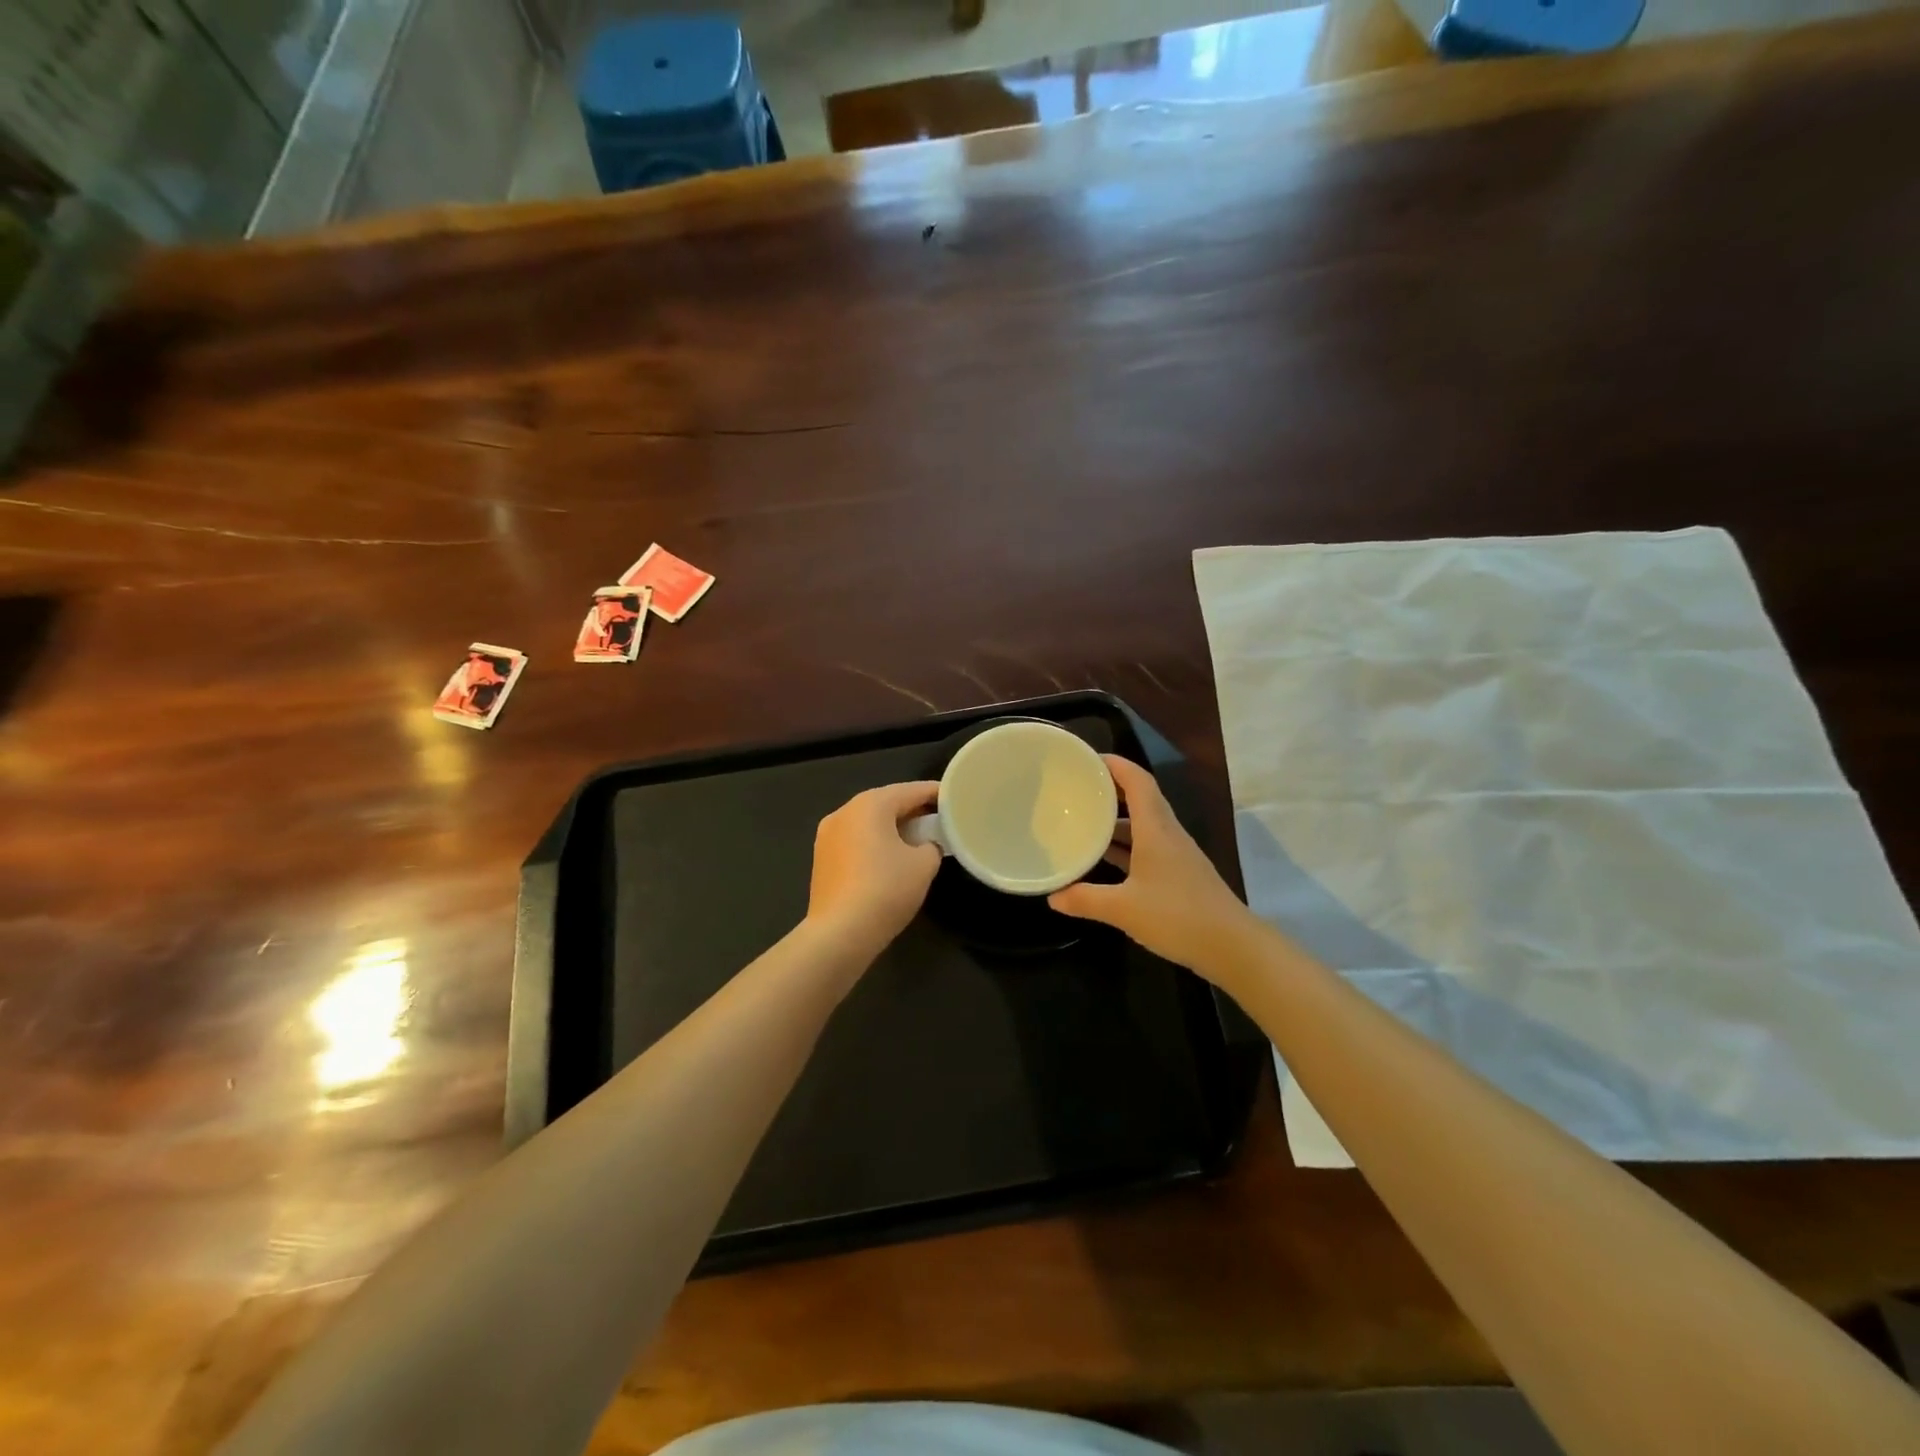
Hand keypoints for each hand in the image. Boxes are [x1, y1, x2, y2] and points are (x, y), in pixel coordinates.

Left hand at [807, 781, 942, 952]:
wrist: (840, 932)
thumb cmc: (886, 889)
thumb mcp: (924, 864)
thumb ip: (932, 845)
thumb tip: (925, 845)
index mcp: (870, 804)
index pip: (911, 791)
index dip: (936, 794)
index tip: (954, 798)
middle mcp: (844, 811)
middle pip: (886, 803)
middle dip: (912, 809)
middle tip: (938, 819)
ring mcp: (827, 835)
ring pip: (867, 822)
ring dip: (891, 827)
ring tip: (916, 839)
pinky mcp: (821, 858)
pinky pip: (855, 840)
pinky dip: (874, 842)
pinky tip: (889, 858)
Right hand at [1048, 756, 1256, 978]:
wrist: (1232, 946)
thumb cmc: (1177, 916)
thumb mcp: (1123, 909)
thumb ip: (1085, 899)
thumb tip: (1053, 897)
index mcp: (1156, 829)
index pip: (1138, 781)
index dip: (1115, 764)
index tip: (1087, 758)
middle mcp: (1167, 834)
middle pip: (1140, 799)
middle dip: (1111, 790)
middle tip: (1078, 788)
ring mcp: (1176, 855)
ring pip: (1143, 825)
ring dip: (1117, 820)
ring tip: (1084, 820)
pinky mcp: (1180, 874)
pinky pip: (1148, 847)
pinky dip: (1126, 846)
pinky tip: (1106, 859)